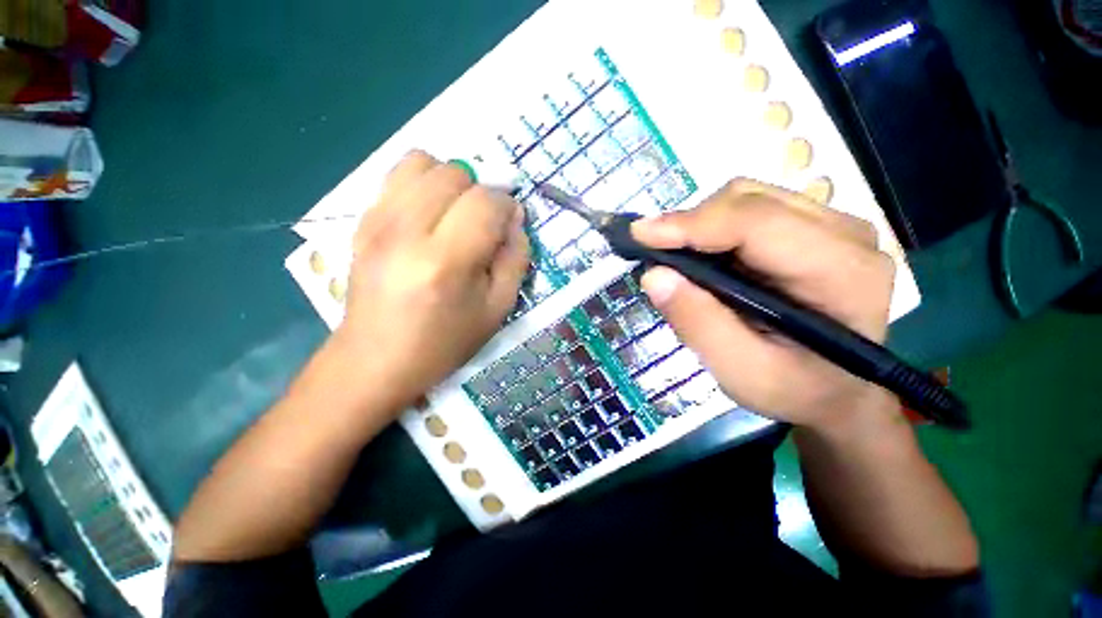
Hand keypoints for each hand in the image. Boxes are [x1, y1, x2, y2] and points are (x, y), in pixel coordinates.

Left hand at [332, 150, 529, 409]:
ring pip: (422, 162)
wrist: (375, 360)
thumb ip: (515, 260)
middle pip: (454, 173)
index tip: (509, 224)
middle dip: (480, 191)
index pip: (486, 202)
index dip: (507, 205)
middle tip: (483, 222)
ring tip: (455, 212)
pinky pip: (395, 176)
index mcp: (446, 261)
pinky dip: (422, 183)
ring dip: (450, 181)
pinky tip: (429, 214)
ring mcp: (377, 222)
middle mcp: (407, 231)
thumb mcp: (497, 310)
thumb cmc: (444, 342)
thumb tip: (515, 219)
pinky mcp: (361, 222)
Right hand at [632, 179, 898, 432]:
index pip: (758, 224)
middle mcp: (845, 234)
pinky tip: (702, 257)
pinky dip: (713, 228)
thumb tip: (653, 275)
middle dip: (691, 223)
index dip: (692, 224)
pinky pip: (750, 210)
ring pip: (747, 198)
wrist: (835, 390)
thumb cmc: (793, 389)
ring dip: (700, 224)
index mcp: (842, 273)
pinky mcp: (811, 227)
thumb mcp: (741, 372)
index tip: (639, 235)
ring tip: (677, 259)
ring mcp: (831, 225)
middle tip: (655, 254)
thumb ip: (698, 324)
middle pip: (750, 201)